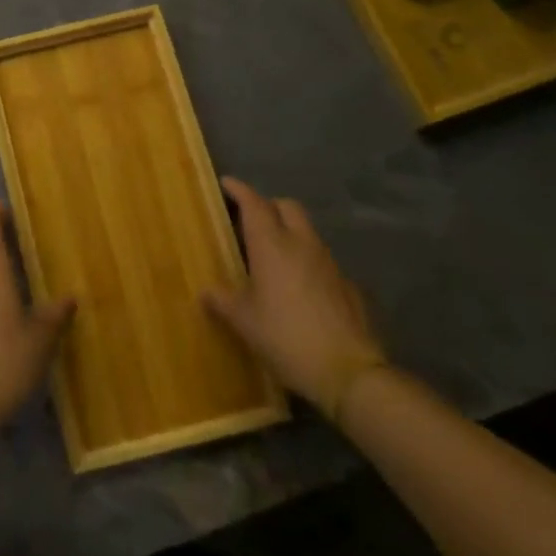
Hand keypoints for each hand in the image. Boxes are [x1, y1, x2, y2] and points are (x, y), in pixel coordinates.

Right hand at [204, 177, 387, 422]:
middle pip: (286, 207)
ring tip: (272, 253)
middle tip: (249, 219)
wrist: (349, 372)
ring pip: (307, 231)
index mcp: (272, 246)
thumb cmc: (286, 338)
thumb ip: (223, 301)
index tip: (226, 183)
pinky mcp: (347, 284)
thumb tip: (206, 292)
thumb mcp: (245, 323)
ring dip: (289, 231)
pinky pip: (322, 259)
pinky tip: (299, 286)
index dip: (239, 190)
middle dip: (268, 205)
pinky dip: (306, 260)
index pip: (254, 204)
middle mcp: (302, 244)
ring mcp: (329, 263)